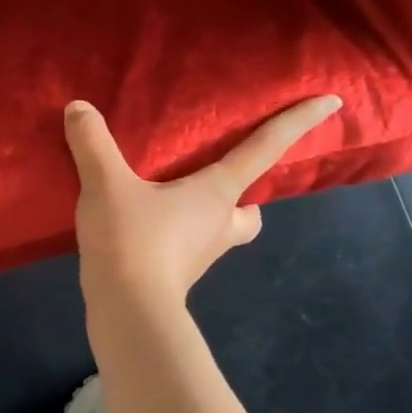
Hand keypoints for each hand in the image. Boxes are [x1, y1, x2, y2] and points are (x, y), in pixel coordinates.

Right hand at [63, 96, 342, 306]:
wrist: (127, 310)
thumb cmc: (132, 241)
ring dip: (208, 217)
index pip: (265, 149)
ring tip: (168, 202)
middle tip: (215, 181)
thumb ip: (93, 144)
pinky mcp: (176, 275)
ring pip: (222, 231)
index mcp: (216, 194)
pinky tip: (142, 229)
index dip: (298, 123)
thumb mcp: (106, 185)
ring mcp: (201, 254)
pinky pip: (187, 247)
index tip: (333, 102)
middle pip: (251, 210)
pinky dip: (175, 236)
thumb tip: (78, 107)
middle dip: (245, 197)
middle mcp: (219, 223)